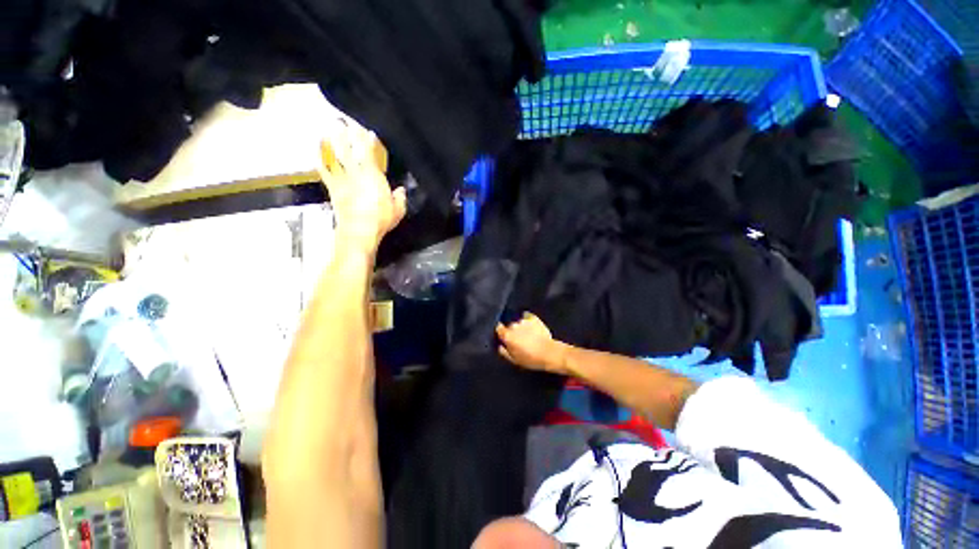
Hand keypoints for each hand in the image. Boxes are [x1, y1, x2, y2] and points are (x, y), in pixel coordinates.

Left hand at [318, 121, 406, 253]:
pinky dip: (320, 161)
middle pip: (350, 151)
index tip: (367, 130)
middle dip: (347, 135)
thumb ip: (400, 199)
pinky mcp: (334, 189)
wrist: (359, 230)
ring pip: (336, 157)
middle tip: (343, 121)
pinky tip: (316, 153)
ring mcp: (343, 180)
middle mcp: (357, 174)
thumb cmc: (380, 220)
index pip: (370, 154)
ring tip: (329, 130)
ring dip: (333, 143)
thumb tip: (401, 191)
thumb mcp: (398, 211)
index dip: (368, 141)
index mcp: (374, 177)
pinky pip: (325, 172)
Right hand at [496, 313, 565, 373]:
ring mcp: (524, 320)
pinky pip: (527, 317)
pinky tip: (531, 327)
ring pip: (518, 321)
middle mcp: (514, 325)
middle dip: (512, 330)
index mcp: (508, 335)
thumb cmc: (530, 358)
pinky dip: (527, 320)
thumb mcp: (514, 360)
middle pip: (509, 325)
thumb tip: (500, 345)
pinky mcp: (534, 318)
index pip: (498, 327)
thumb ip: (504, 351)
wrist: (549, 352)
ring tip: (527, 334)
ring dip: (520, 326)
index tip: (502, 334)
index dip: (499, 330)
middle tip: (517, 338)